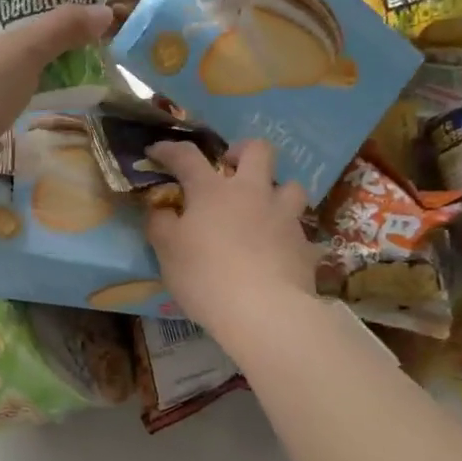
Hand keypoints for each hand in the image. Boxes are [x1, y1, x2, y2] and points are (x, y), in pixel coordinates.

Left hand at [0, 3, 113, 203]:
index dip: (37, 14)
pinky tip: (30, 119)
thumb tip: (104, 12)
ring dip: (27, 83)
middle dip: (39, 52)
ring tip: (63, 88)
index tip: (71, 22)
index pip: (5, 16)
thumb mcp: (23, 51)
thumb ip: (61, 30)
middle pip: (5, 50)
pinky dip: (14, 111)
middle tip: (78, 58)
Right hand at [144, 138, 320, 339]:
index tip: (156, 151)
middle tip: (228, 169)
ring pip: (290, 185)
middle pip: (257, 150)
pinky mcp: (305, 244)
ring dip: (275, 190)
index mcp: (213, 190)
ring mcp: (284, 216)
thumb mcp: (166, 251)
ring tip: (262, 209)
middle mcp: (252, 192)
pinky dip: (286, 233)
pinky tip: (276, 250)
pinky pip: (299, 229)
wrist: (264, 311)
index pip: (187, 156)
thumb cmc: (205, 276)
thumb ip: (160, 223)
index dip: (169, 149)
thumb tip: (160, 208)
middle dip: (242, 151)